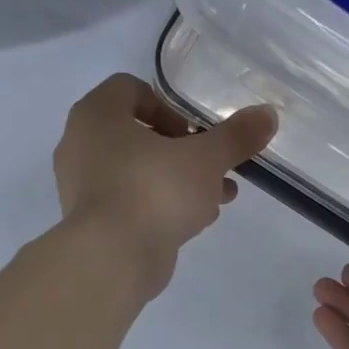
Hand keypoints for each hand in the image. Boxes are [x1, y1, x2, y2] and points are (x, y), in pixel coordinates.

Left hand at [54, 74, 276, 297]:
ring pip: (137, 172)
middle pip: (136, 133)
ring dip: (177, 180)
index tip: (193, 130)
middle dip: (181, 149)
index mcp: (96, 115)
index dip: (167, 104)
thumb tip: (268, 114)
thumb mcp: (205, 159)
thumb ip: (236, 136)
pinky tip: (197, 220)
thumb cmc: (153, 190)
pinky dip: (160, 205)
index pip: (129, 89)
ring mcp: (81, 187)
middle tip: (210, 165)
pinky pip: (130, 202)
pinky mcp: (91, 224)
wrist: (112, 259)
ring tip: (218, 195)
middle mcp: (80, 145)